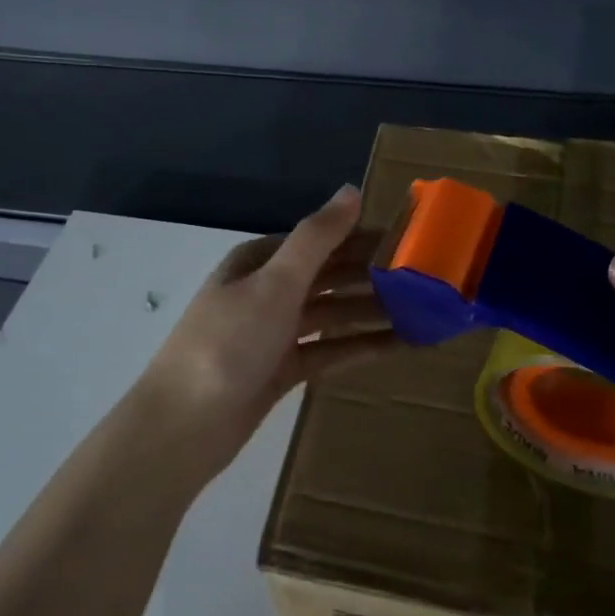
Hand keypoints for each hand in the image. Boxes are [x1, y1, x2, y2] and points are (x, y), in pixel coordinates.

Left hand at [136, 186, 397, 482]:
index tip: (412, 242)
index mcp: (260, 261)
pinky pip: (328, 350)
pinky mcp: (282, 369)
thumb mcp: (275, 283)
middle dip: (374, 277)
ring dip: (372, 312)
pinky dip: (359, 346)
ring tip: (425, 313)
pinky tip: (399, 346)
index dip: (363, 238)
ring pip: (332, 314)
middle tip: (429, 281)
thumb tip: (351, 189)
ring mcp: (273, 332)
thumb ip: (316, 238)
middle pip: (329, 277)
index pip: (321, 240)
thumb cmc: (229, 344)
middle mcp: (267, 291)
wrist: (185, 426)